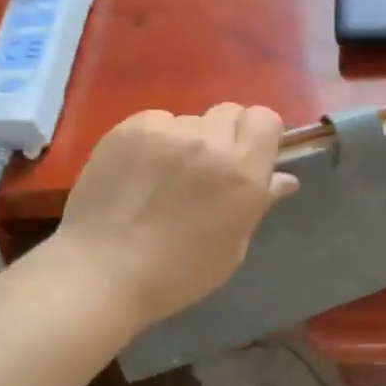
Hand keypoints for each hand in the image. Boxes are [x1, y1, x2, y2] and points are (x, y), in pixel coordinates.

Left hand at [51, 104, 298, 327]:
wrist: (102, 272)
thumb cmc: (178, 273)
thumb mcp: (233, 247)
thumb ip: (258, 203)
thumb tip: (283, 178)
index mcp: (242, 172)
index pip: (266, 119)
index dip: (260, 137)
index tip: (250, 160)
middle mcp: (209, 141)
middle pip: (230, 112)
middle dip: (227, 136)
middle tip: (209, 170)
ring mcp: (166, 131)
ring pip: (191, 120)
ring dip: (189, 141)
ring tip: (167, 177)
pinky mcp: (129, 128)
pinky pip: (157, 122)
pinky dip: (156, 141)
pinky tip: (141, 172)